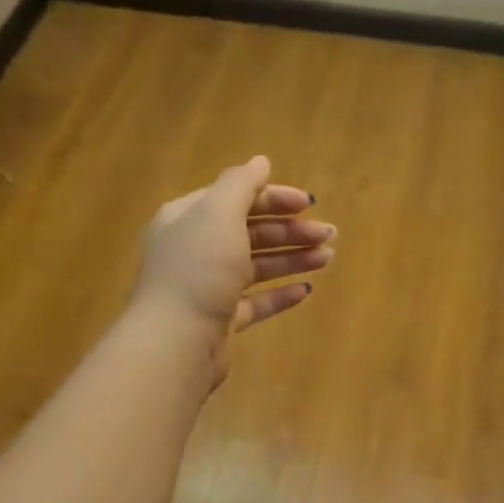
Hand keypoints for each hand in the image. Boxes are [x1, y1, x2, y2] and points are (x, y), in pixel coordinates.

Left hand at [133, 155, 332, 387]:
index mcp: (188, 218)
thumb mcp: (219, 214)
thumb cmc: (198, 269)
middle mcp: (195, 249)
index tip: (309, 204)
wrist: (176, 341)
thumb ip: (241, 184)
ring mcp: (207, 287)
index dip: (274, 198)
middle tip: (328, 235)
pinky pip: (255, 302)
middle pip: (250, 232)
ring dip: (292, 259)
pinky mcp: (220, 320)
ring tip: (327, 259)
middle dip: (290, 231)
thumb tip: (260, 162)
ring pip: (256, 266)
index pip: (236, 198)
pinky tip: (305, 291)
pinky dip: (279, 294)